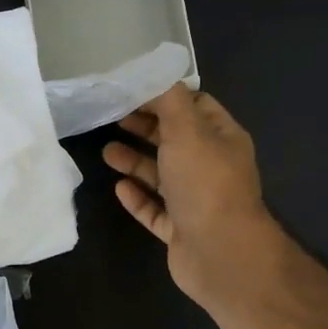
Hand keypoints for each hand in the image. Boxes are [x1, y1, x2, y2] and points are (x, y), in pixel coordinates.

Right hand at [102, 84, 286, 311]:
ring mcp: (196, 201)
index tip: (132, 91)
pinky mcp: (180, 230)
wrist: (221, 253)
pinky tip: (119, 188)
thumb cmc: (205, 183)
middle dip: (146, 128)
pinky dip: (138, 198)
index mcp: (221, 139)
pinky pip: (155, 209)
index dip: (165, 96)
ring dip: (135, 162)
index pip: (196, 106)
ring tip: (106, 152)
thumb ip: (169, 100)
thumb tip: (154, 75)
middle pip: (175, 140)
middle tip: (112, 118)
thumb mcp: (187, 130)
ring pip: (162, 176)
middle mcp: (211, 167)